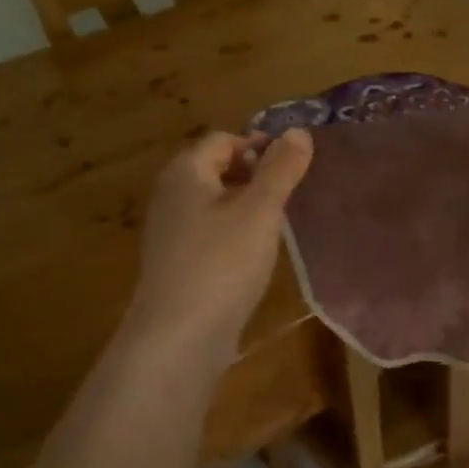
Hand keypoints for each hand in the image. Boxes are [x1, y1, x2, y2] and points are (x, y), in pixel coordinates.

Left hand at [126, 128, 314, 361]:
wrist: (178, 337)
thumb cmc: (222, 263)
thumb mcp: (260, 210)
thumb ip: (281, 169)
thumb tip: (299, 130)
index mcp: (185, 172)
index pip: (224, 139)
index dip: (260, 145)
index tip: (293, 167)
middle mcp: (170, 195)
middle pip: (216, 168)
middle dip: (255, 175)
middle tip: (289, 195)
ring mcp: (169, 231)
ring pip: (214, 203)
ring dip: (246, 206)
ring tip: (277, 225)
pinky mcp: (175, 263)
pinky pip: (208, 232)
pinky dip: (233, 233)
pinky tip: (254, 255)